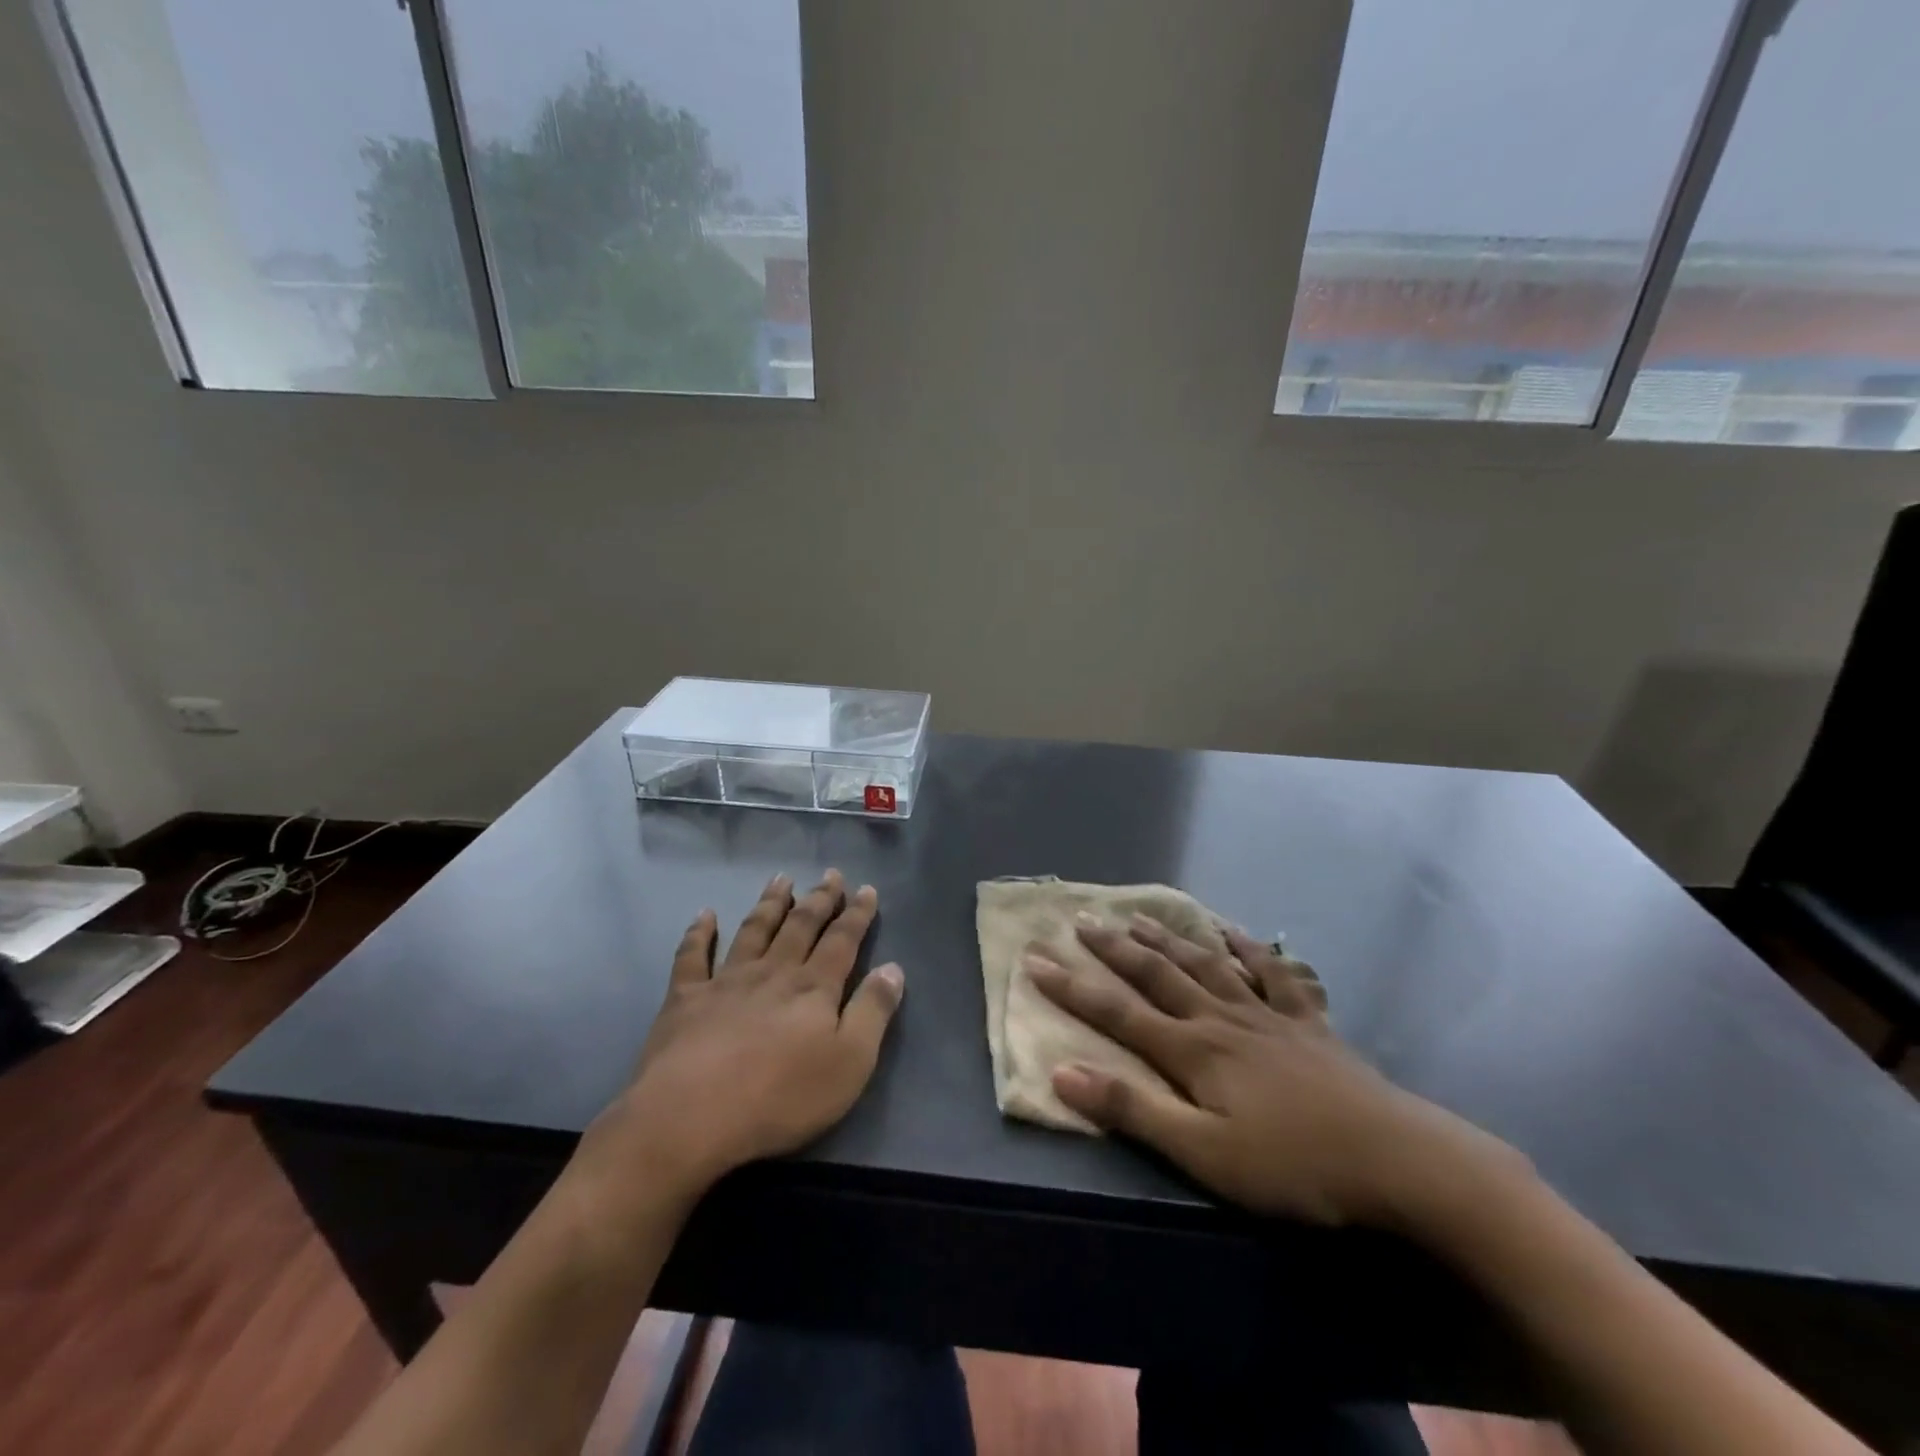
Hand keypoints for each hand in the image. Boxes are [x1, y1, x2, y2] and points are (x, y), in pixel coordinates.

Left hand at [586, 870, 903, 1197]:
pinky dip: (698, 932)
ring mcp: (726, 981)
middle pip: (801, 926)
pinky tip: (704, 914)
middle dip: (819, 899)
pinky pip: (692, 956)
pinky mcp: (685, 998)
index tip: (867, 889)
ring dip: (770, 903)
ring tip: (781, 878)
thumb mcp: (849, 1062)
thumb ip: (872, 1012)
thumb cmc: (780, 1096)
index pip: (843, 941)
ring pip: (754, 930)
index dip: (857, 914)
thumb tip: (893, 968)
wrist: (690, 1116)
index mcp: (813, 987)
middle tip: (831, 874)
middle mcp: (773, 972)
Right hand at [1027, 917, 1503, 1227]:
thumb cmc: (1294, 1166)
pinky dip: (1250, 948)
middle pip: (1158, 974)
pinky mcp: (1307, 1021)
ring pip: (1206, 964)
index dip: (1072, 985)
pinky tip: (1235, 932)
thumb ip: (1134, 1110)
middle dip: (1114, 949)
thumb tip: (1063, 1071)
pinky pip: (1273, 972)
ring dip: (1168, 939)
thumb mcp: (1205, 1154)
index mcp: (1192, 1050)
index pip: (1117, 1010)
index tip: (1034, 958)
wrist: (1398, 1160)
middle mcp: (1221, 1018)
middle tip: (1081, 920)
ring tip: (1138, 917)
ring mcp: (1266, 1014)